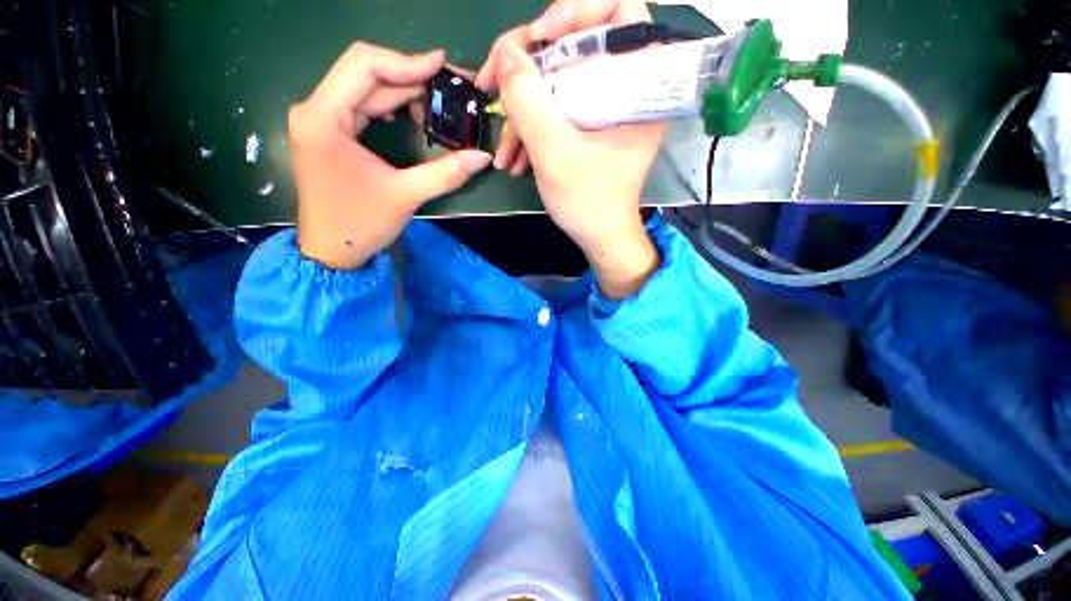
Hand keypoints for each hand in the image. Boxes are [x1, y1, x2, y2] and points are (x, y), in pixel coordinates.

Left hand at [290, 44, 491, 269]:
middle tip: (449, 89)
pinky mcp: (329, 134)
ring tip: (436, 105)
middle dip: (410, 79)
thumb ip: (446, 173)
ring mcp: (320, 121)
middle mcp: (316, 109)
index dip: (406, 61)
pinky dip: (390, 107)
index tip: (441, 65)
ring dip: (402, 94)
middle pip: (366, 75)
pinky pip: (361, 107)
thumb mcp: (407, 196)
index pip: (364, 65)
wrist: (332, 251)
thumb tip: (483, 157)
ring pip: (365, 90)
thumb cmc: (362, 223)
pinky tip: (412, 115)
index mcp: (324, 117)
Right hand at [476, 0, 665, 296]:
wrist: (598, 237)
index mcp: (637, 86)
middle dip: (528, 67)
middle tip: (493, 85)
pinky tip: (514, 159)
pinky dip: (531, 130)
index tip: (539, 39)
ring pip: (556, 84)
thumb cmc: (588, 202)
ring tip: (503, 151)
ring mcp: (602, 109)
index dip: (577, 11)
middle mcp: (623, 89)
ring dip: (521, 111)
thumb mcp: (555, 153)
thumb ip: (528, 100)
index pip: (619, 12)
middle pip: (574, 45)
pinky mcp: (587, 127)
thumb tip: (505, 53)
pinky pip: (556, 110)